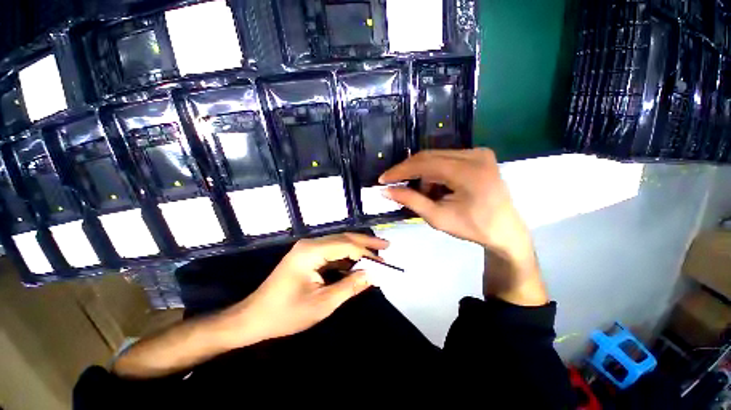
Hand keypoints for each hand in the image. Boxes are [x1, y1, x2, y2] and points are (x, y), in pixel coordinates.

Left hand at [228, 233, 388, 344]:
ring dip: (357, 249)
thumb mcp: (322, 304)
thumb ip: (350, 286)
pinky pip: (332, 252)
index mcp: (311, 251)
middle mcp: (310, 244)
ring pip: (339, 244)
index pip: (346, 245)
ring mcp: (308, 249)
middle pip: (344, 238)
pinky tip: (358, 263)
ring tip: (376, 254)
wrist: (253, 318)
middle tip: (386, 245)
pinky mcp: (307, 256)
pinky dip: (347, 257)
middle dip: (366, 242)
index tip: (384, 262)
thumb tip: (373, 274)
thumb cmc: (286, 314)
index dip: (367, 252)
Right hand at [380, 149, 530, 258]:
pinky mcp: (480, 156)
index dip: (400, 171)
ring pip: (437, 157)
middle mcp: (475, 154)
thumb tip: (386, 190)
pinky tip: (438, 189)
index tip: (383, 179)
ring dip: (423, 175)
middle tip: (394, 185)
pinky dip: (435, 173)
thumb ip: (411, 201)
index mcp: (468, 171)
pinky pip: (447, 159)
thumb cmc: (473, 228)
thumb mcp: (438, 217)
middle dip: (409, 172)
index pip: (424, 163)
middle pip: (429, 157)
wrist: (505, 231)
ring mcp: (479, 153)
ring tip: (424, 194)